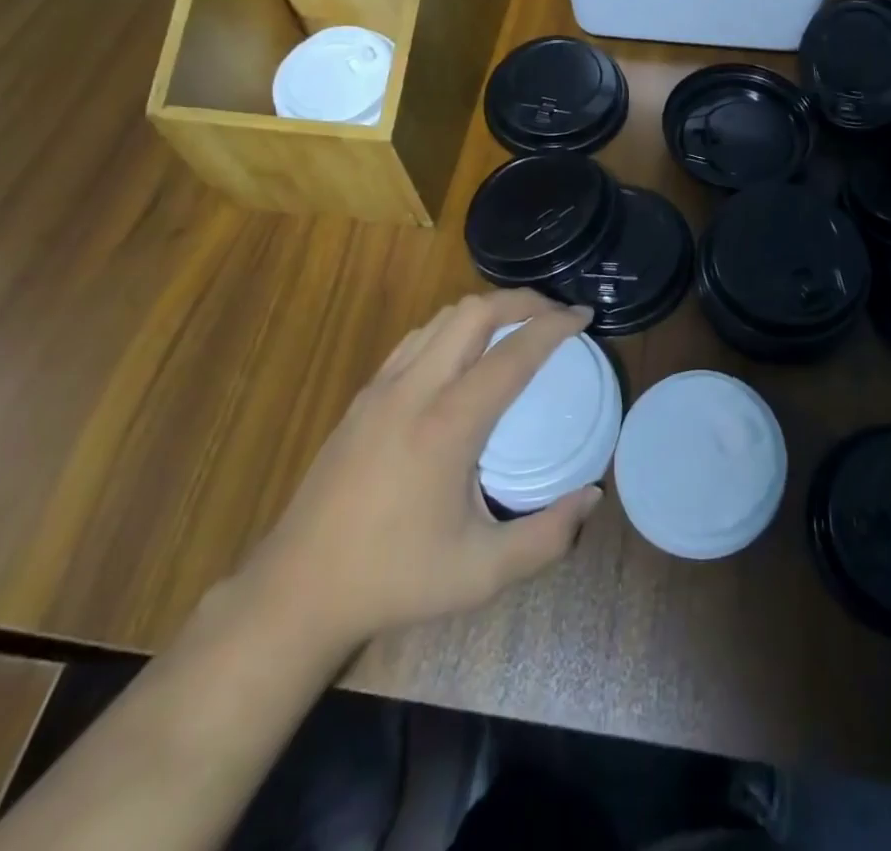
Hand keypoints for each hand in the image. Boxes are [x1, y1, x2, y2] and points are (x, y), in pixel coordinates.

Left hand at [243, 291, 602, 662]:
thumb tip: (593, 496)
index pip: (513, 354)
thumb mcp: (482, 573)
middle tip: (556, 314)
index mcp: (448, 425)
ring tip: (518, 327)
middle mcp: (414, 390)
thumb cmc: (395, 578)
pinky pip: (417, 338)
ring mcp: (382, 388)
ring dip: (486, 310)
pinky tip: (465, 354)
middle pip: (474, 313)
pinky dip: (453, 328)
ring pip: (442, 319)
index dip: (554, 326)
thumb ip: (548, 537)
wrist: (297, 590)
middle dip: (522, 301)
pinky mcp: (363, 396)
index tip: (584, 316)